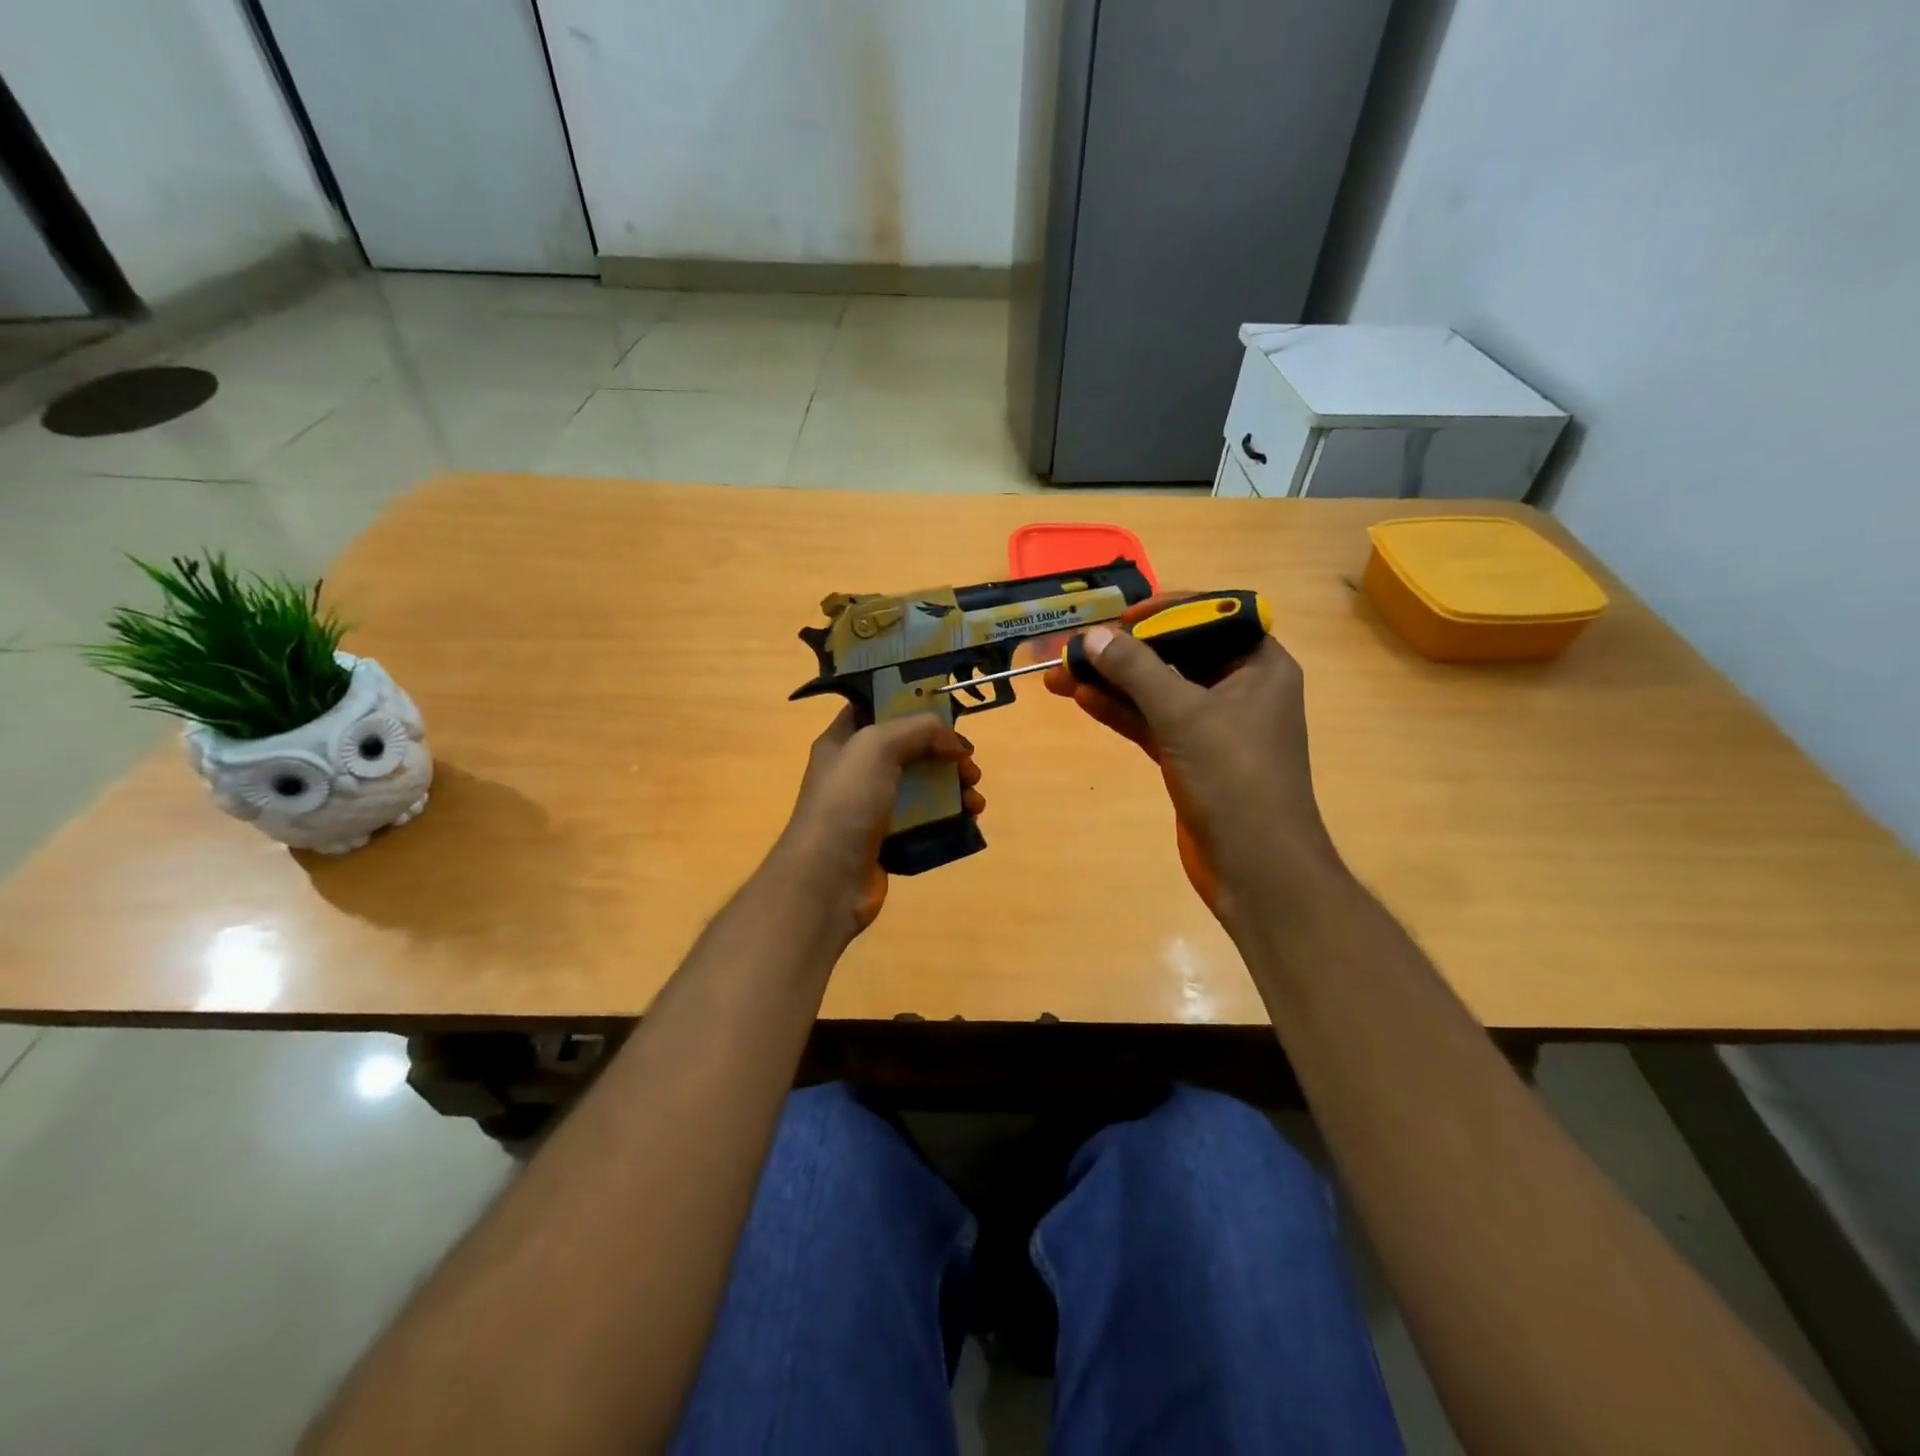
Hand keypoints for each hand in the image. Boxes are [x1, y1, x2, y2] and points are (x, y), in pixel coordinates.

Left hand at [770, 706, 983, 937]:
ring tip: (975, 798)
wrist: (827, 880)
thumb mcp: (877, 747)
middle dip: (945, 753)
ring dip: (954, 786)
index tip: (947, 713)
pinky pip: (927, 820)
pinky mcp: (890, 841)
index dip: (911, 705)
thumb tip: (954, 744)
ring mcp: (873, 808)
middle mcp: (857, 772)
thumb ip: (919, 730)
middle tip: (968, 764)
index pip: (877, 709)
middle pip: (910, 750)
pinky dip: (951, 817)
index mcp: (843, 741)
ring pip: (924, 786)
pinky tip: (970, 819)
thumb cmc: (846, 803)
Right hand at [1044, 595, 1339, 924]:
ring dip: (1112, 682)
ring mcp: (1213, 725)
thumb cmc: (1235, 780)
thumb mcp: (1184, 716)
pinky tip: (1082, 699)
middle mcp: (1239, 688)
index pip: (1212, 616)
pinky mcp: (1190, 756)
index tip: (1120, 618)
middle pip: (1175, 654)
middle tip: (1075, 647)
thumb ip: (1137, 671)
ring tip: (1060, 674)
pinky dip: (1120, 711)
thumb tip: (1094, 636)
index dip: (1164, 611)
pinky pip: (1151, 722)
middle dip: (1124, 651)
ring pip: (1157, 690)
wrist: (1256, 869)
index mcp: (1259, 665)